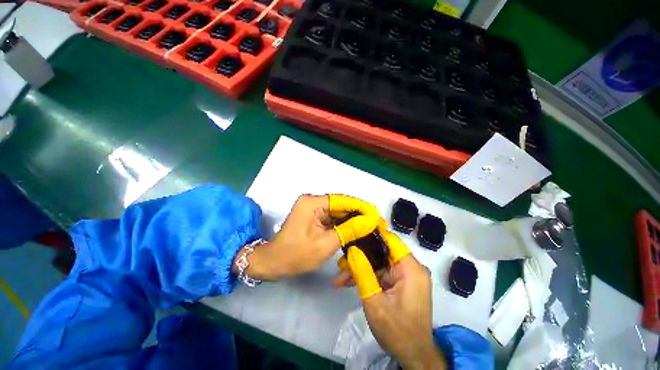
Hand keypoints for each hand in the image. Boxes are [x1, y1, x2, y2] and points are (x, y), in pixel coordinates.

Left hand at [233, 194, 380, 280]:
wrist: (274, 263)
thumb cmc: (297, 255)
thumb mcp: (326, 244)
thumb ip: (349, 230)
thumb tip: (370, 221)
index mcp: (312, 203)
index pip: (342, 200)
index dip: (360, 206)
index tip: (376, 213)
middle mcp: (313, 201)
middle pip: (340, 204)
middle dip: (358, 213)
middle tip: (375, 221)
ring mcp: (312, 208)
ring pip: (337, 211)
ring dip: (351, 219)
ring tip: (369, 225)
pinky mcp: (313, 216)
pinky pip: (332, 217)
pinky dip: (343, 223)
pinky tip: (355, 229)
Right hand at [334, 228, 446, 368]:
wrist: (413, 357)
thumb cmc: (397, 331)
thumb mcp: (375, 301)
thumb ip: (362, 272)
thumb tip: (352, 249)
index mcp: (410, 268)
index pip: (390, 240)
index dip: (372, 232)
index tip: (354, 229)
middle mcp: (410, 268)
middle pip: (381, 252)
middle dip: (359, 256)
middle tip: (341, 261)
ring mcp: (405, 276)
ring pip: (378, 264)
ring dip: (360, 269)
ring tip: (340, 277)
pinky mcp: (400, 284)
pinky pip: (380, 274)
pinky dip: (366, 278)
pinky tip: (348, 283)